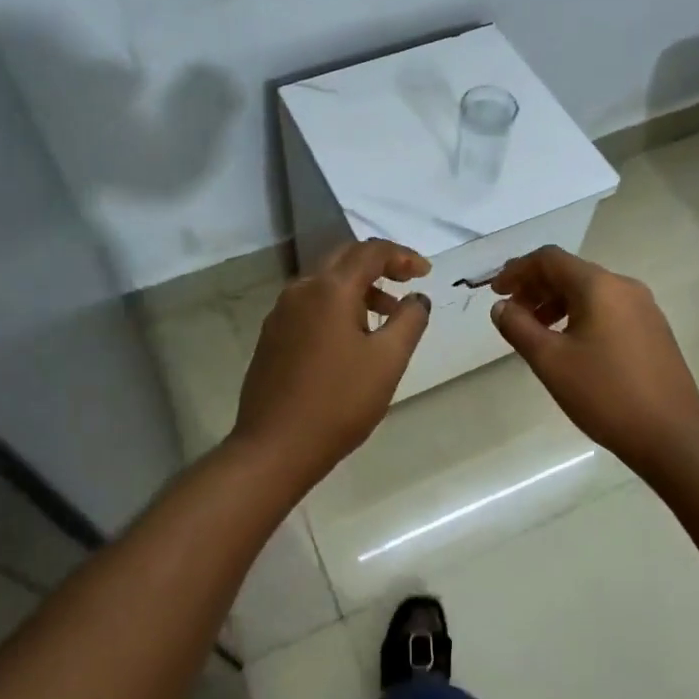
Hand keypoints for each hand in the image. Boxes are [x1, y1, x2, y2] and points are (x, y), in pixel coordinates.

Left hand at [230, 239, 431, 486]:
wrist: (275, 446)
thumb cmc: (339, 402)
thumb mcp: (387, 361)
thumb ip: (409, 321)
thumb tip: (417, 298)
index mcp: (329, 289)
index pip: (370, 252)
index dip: (402, 256)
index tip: (426, 272)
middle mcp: (300, 291)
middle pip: (344, 259)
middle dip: (379, 265)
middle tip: (407, 282)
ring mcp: (281, 314)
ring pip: (325, 284)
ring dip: (358, 289)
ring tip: (385, 317)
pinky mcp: (272, 337)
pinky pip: (310, 306)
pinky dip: (337, 307)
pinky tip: (351, 339)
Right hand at [490, 246, 698, 474]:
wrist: (672, 437)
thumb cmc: (605, 394)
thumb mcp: (550, 361)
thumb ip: (519, 327)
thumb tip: (501, 307)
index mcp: (600, 286)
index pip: (550, 259)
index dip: (517, 270)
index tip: (495, 292)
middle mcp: (625, 287)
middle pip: (570, 272)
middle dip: (535, 287)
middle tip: (511, 313)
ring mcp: (644, 309)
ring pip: (590, 293)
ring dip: (556, 303)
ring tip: (535, 332)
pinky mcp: (653, 331)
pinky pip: (608, 310)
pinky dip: (579, 316)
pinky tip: (569, 346)